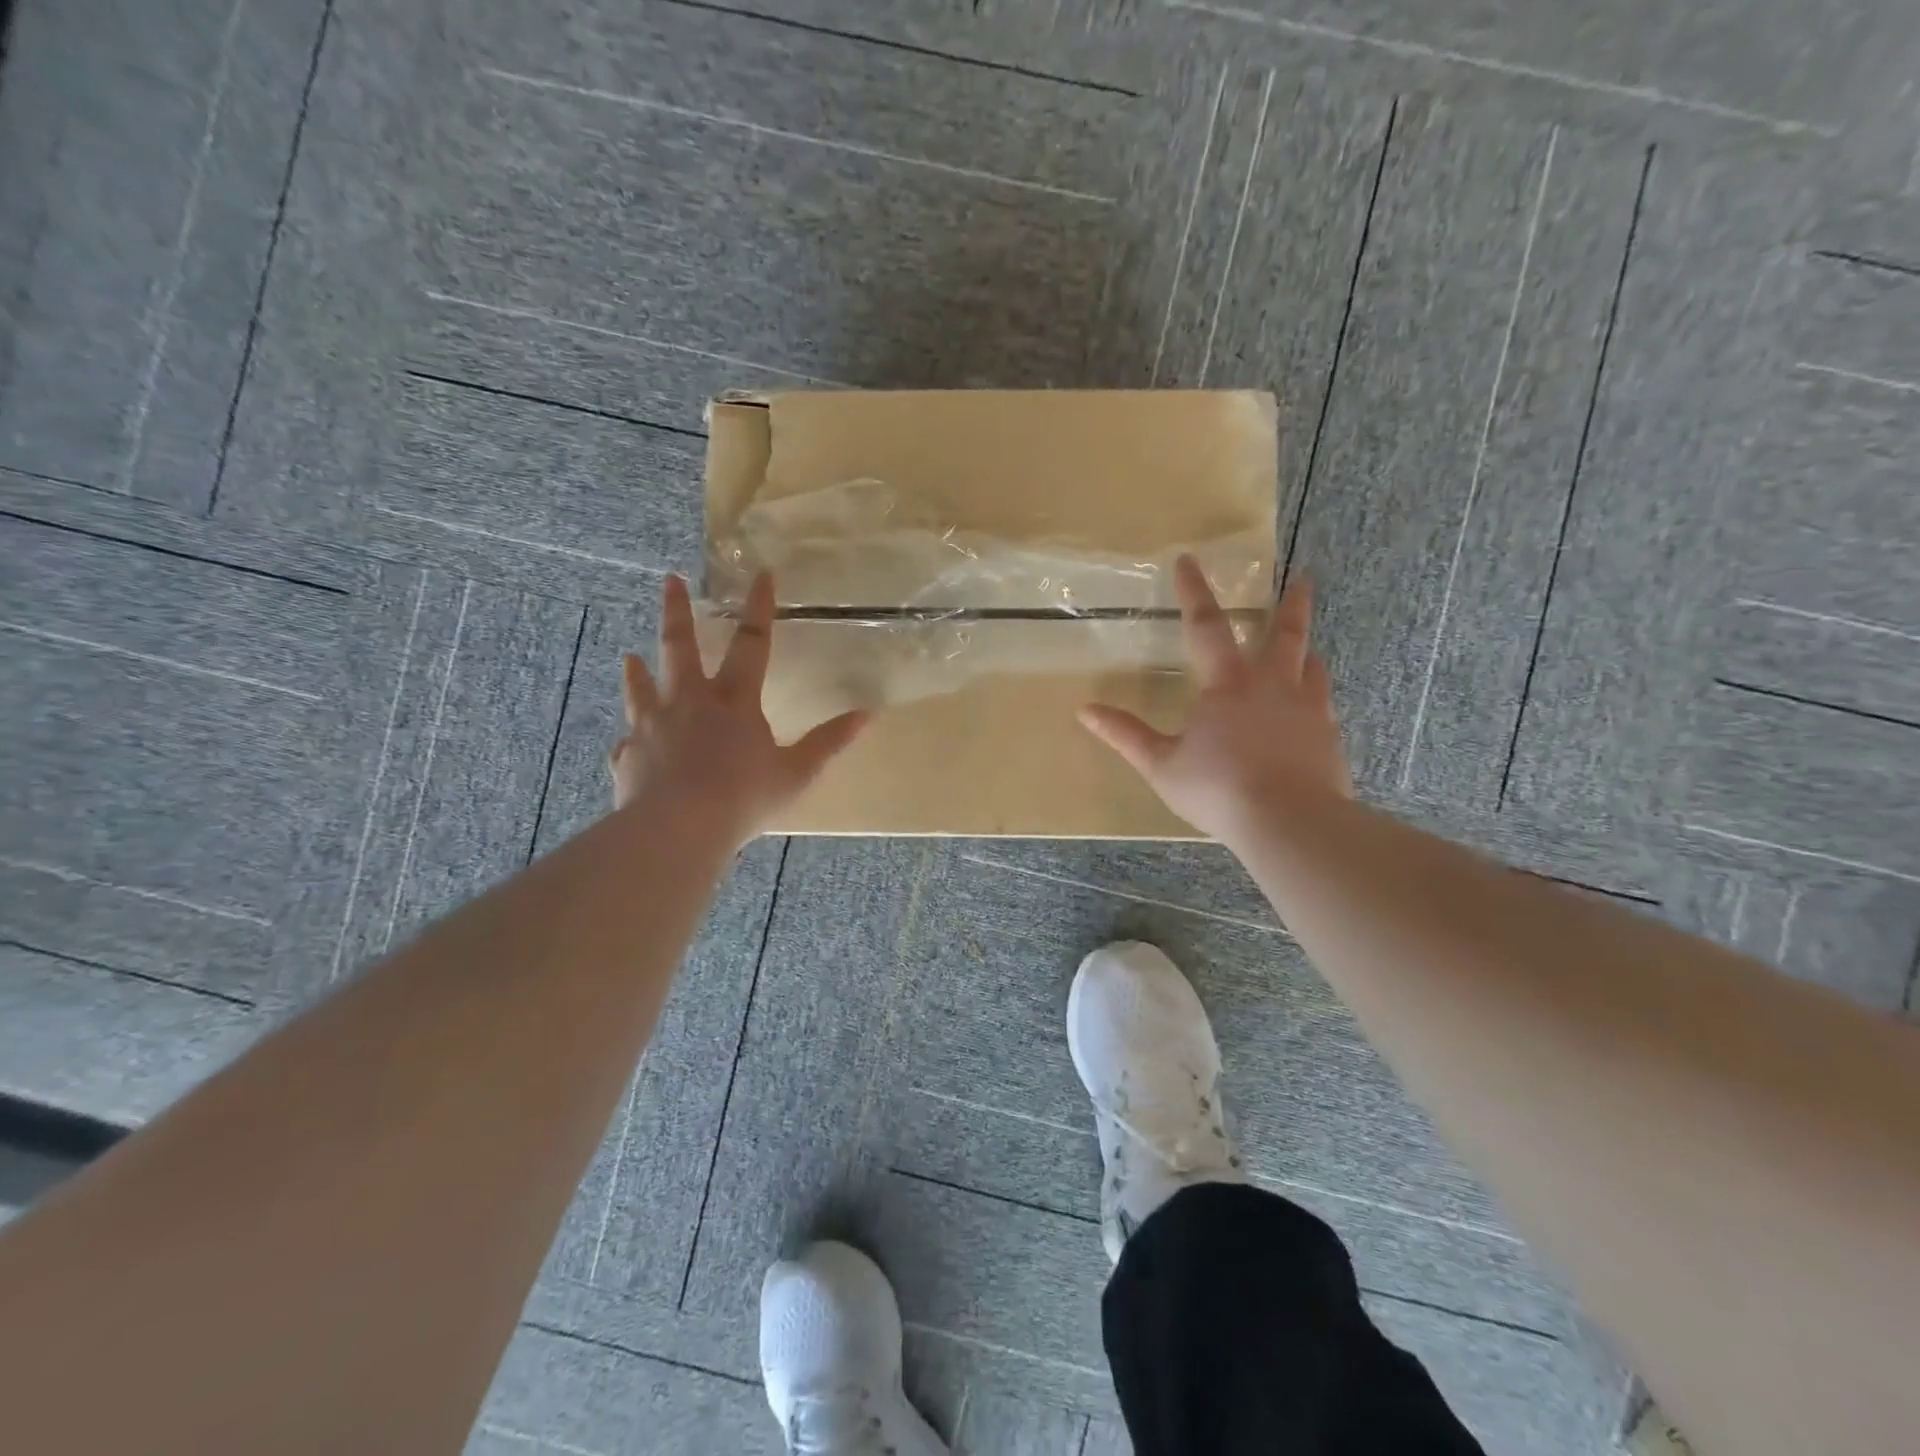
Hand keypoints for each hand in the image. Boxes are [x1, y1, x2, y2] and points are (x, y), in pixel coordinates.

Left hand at [609, 572, 866, 843]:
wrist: (677, 829)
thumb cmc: (744, 798)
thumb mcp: (797, 772)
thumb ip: (830, 742)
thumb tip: (867, 714)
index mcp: (734, 701)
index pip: (752, 643)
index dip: (759, 607)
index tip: (761, 573)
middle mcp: (689, 702)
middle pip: (680, 646)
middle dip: (676, 611)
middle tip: (669, 581)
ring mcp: (652, 725)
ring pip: (642, 686)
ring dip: (638, 669)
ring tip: (629, 655)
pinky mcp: (628, 753)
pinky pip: (628, 740)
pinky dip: (630, 738)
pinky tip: (627, 742)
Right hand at [1079, 556, 1350, 846]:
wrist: (1290, 822)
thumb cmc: (1218, 789)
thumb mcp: (1161, 764)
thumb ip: (1126, 735)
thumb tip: (1085, 710)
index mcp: (1227, 684)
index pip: (1206, 626)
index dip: (1194, 591)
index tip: (1188, 559)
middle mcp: (1273, 685)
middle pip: (1285, 633)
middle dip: (1291, 603)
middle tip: (1303, 577)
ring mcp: (1308, 710)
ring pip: (1313, 666)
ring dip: (1306, 648)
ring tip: (1307, 646)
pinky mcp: (1330, 737)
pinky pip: (1324, 705)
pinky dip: (1316, 696)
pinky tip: (1314, 710)